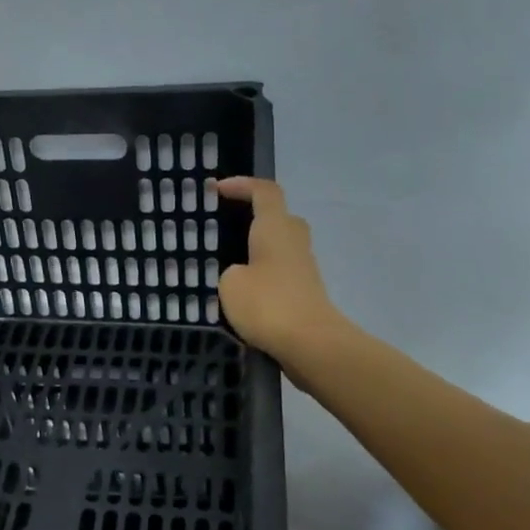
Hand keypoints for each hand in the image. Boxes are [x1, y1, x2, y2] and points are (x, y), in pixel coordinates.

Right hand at [216, 178, 340, 361]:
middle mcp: (294, 241)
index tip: (217, 189)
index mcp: (275, 228)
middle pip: (279, 217)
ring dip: (259, 249)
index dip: (242, 185)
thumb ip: (231, 272)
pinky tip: (243, 294)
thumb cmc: (268, 304)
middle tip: (228, 227)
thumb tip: (241, 275)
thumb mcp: (230, 283)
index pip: (264, 191)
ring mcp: (304, 268)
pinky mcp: (306, 293)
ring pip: (281, 246)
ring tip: (230, 263)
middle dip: (255, 217)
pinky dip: (264, 275)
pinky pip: (281, 273)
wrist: (311, 344)